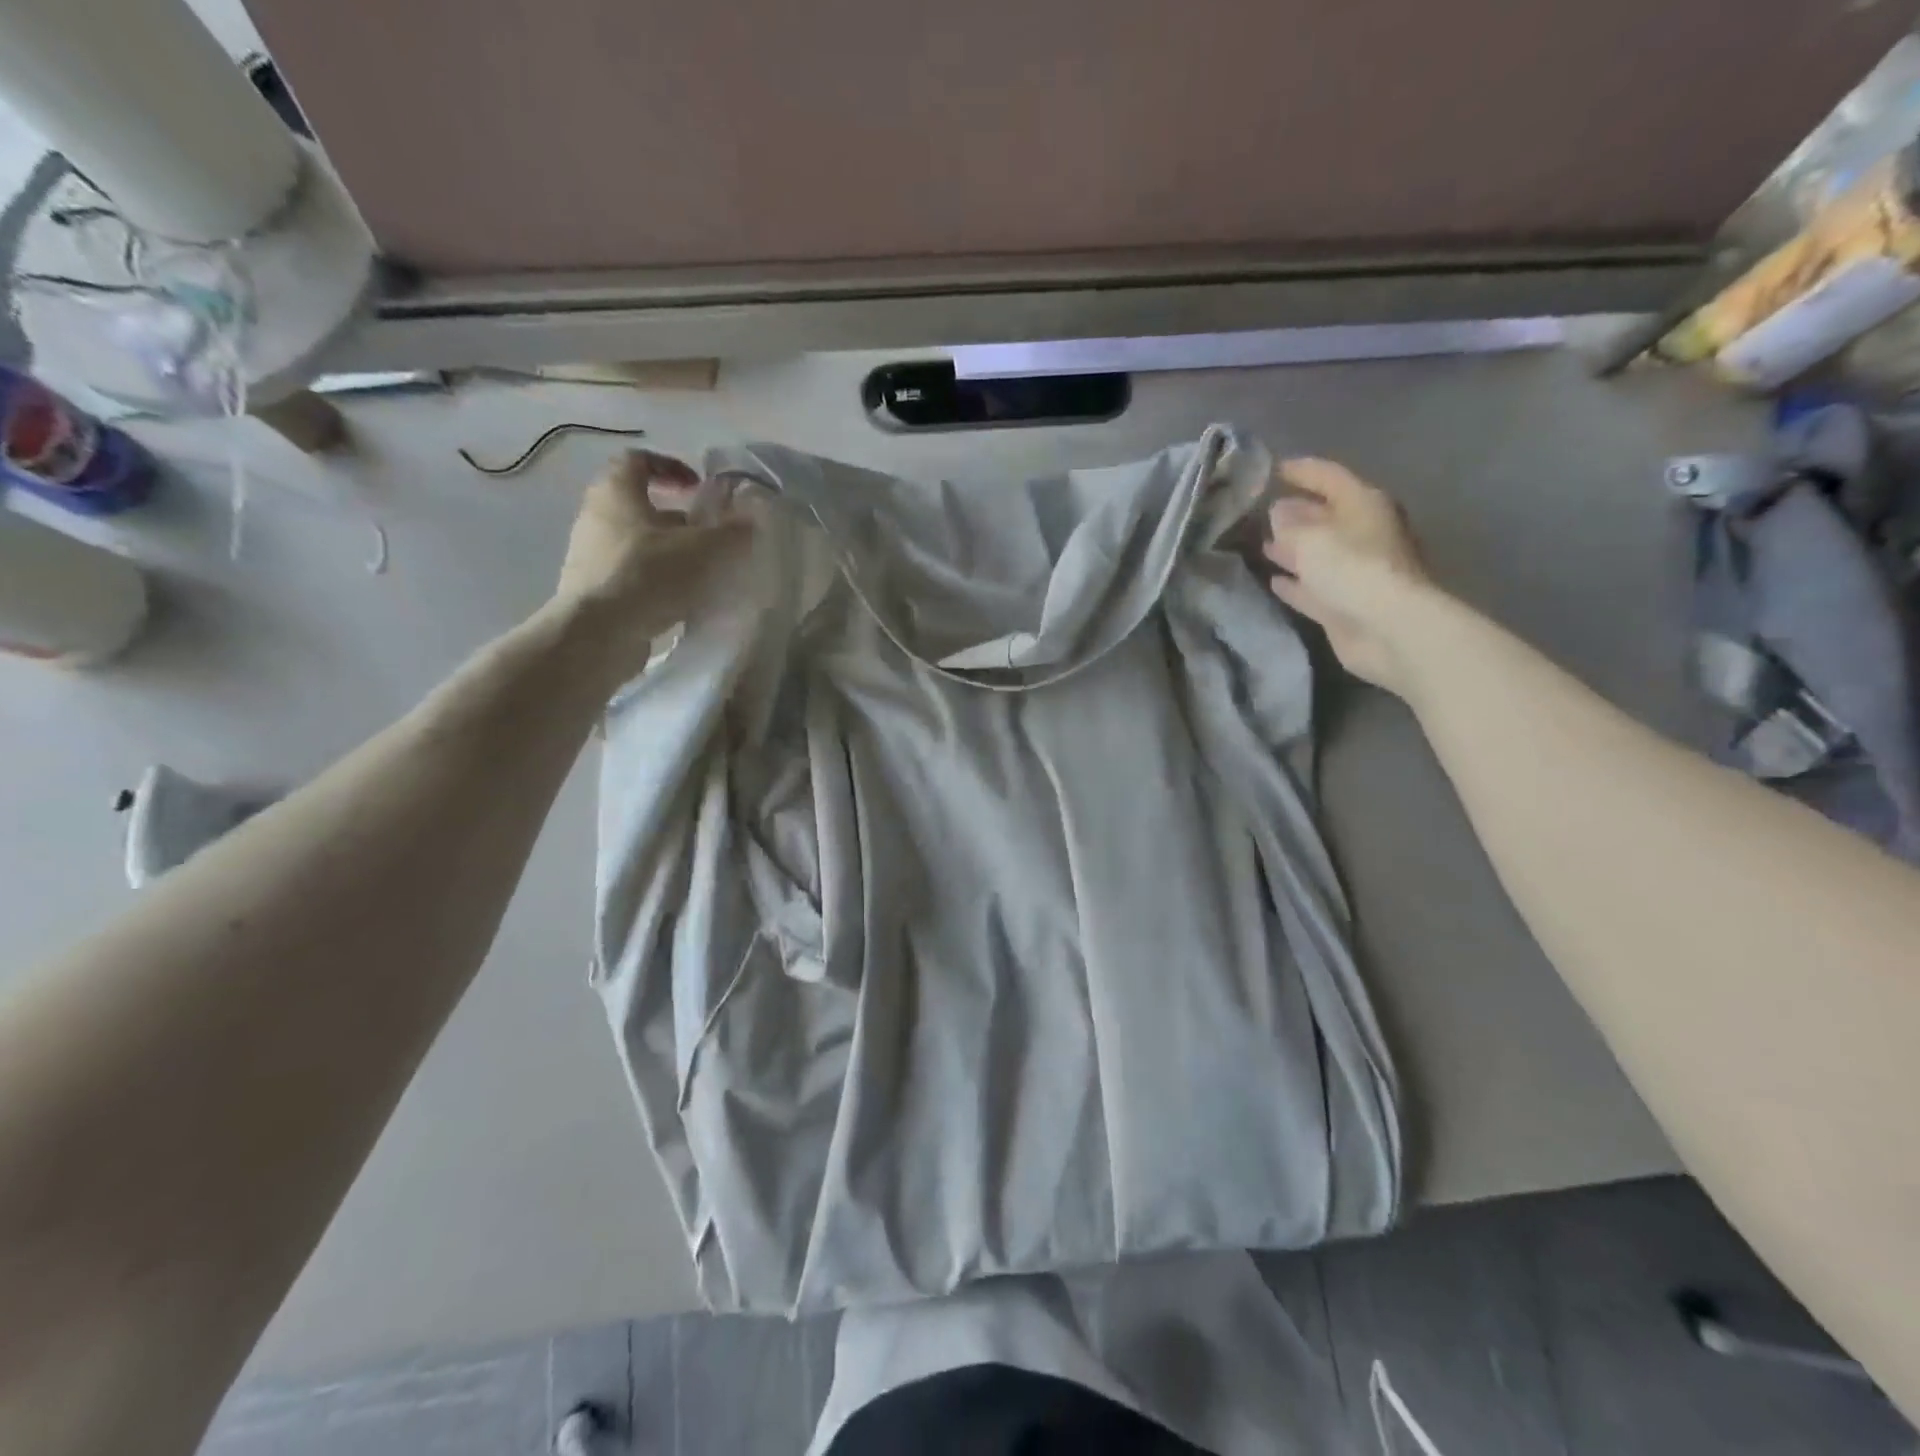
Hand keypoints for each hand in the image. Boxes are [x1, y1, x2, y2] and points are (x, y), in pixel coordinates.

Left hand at [552, 449, 750, 675]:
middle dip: (677, 518)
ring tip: (701, 572)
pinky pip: (631, 573)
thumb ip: (730, 532)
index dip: (671, 467)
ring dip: (669, 551)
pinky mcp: (593, 589)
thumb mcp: (702, 549)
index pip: (639, 460)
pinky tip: (681, 599)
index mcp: (616, 492)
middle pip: (639, 505)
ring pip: (637, 542)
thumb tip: (751, 519)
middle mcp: (596, 516)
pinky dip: (656, 579)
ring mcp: (590, 554)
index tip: (699, 487)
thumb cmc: (648, 575)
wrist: (597, 634)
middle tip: (707, 535)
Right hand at [1261, 458, 1434, 696]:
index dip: (1301, 470)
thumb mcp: (1310, 538)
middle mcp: (1362, 533)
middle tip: (1262, 511)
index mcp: (1363, 505)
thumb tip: (1278, 512)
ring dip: (1292, 549)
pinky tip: (1274, 581)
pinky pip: (1314, 586)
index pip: (1329, 477)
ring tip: (1262, 544)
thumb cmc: (1351, 569)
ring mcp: (1355, 571)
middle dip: (1295, 513)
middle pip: (1325, 516)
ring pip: (1318, 553)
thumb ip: (1289, 524)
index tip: (1272, 469)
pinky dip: (1296, 582)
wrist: (1387, 628)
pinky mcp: (1345, 603)